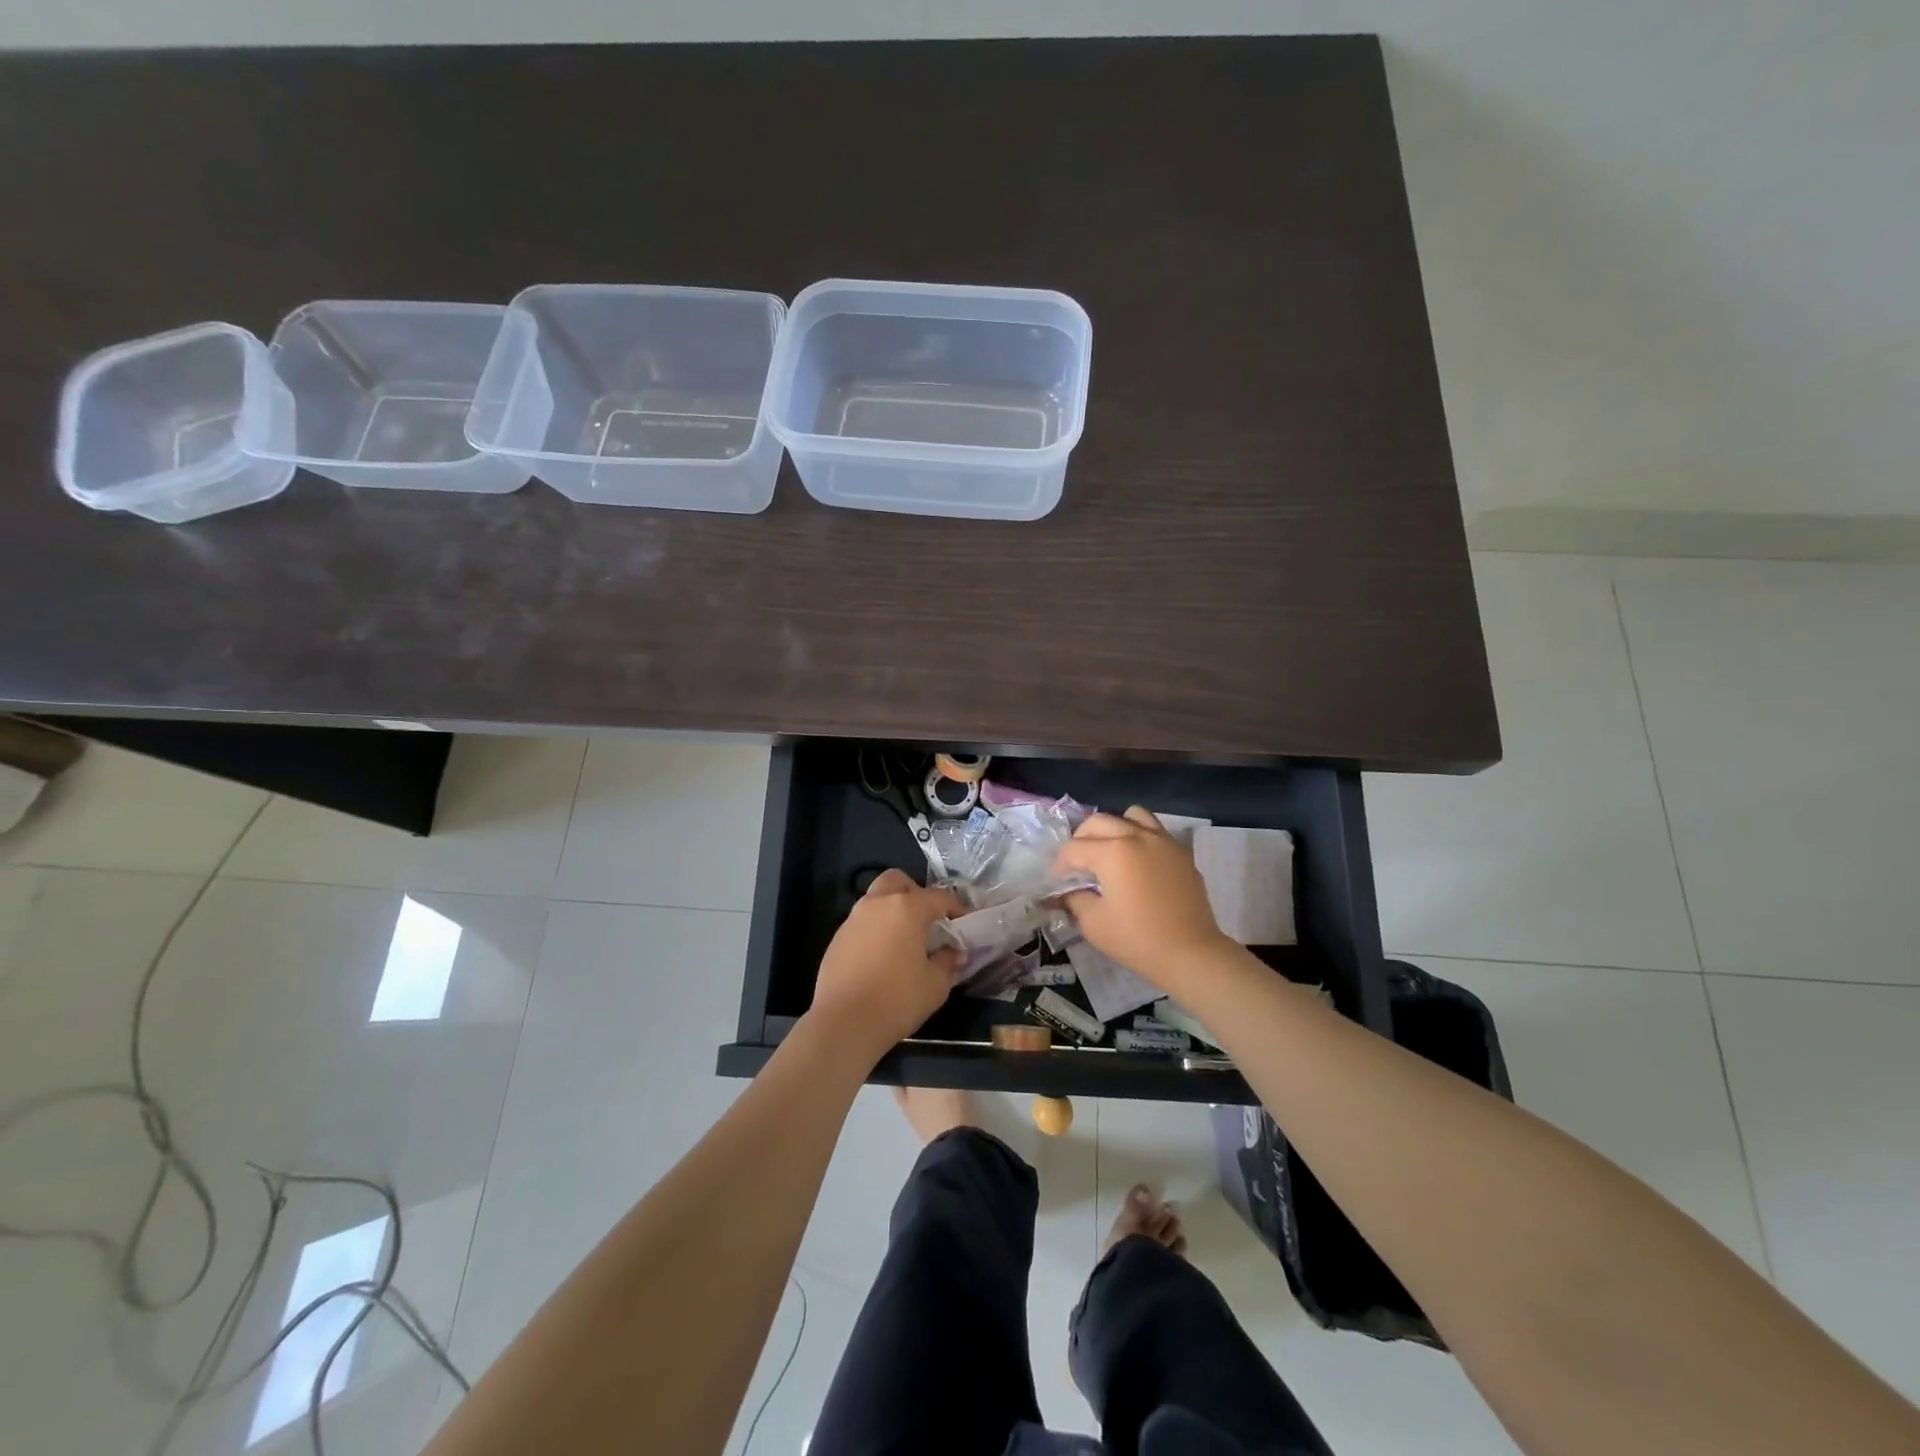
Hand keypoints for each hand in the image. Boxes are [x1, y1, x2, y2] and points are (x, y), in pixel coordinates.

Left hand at [808, 869, 962, 1065]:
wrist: (844, 1023)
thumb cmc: (897, 1000)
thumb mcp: (935, 984)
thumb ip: (948, 961)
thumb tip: (954, 952)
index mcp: (907, 908)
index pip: (939, 897)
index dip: (956, 907)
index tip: (964, 922)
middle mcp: (878, 904)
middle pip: (898, 881)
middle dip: (915, 893)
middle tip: (927, 919)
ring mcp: (853, 919)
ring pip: (876, 899)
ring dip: (892, 909)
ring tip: (905, 939)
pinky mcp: (837, 938)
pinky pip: (862, 922)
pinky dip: (876, 929)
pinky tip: (882, 956)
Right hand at [1050, 807, 1231, 992]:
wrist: (1191, 954)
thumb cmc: (1138, 940)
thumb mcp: (1093, 924)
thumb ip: (1075, 899)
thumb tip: (1069, 890)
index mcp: (1112, 852)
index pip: (1074, 848)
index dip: (1060, 865)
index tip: (1057, 881)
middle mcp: (1136, 836)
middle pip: (1098, 822)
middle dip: (1081, 839)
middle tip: (1077, 864)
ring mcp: (1163, 841)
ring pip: (1131, 816)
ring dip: (1114, 828)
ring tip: (1110, 851)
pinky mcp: (1181, 852)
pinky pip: (1155, 830)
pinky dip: (1140, 836)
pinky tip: (1137, 862)